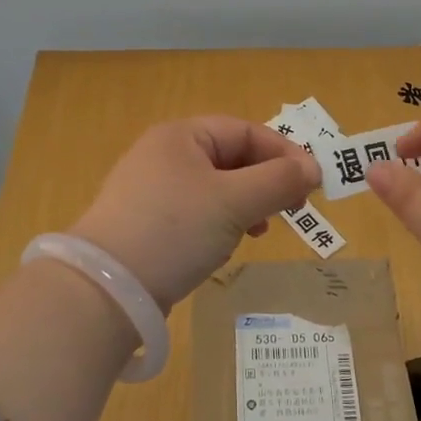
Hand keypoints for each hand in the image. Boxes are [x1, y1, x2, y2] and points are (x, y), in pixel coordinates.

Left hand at [69, 117, 320, 310]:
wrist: (106, 289)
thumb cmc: (175, 230)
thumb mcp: (234, 202)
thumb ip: (278, 181)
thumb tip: (314, 168)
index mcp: (181, 136)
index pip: (244, 131)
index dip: (283, 153)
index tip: (312, 183)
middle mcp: (163, 154)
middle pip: (230, 157)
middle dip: (265, 181)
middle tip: (293, 209)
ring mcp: (151, 190)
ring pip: (215, 188)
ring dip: (245, 205)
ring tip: (260, 230)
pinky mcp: (146, 223)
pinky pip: (195, 212)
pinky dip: (219, 223)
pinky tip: (225, 247)